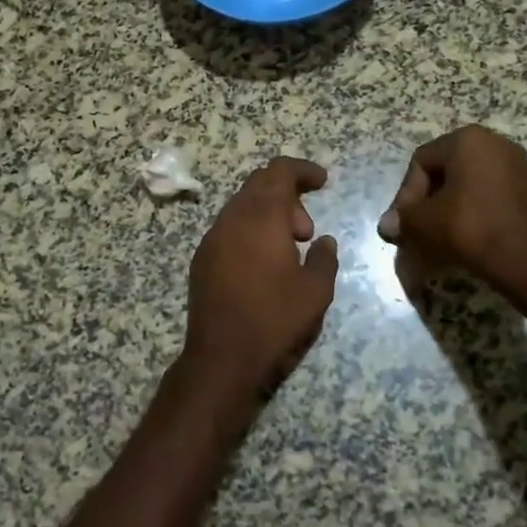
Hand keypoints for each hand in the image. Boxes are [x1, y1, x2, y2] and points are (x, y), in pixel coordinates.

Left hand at [179, 157, 339, 407]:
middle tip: (306, 230)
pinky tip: (263, 264)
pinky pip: (229, 227)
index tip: (322, 182)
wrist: (221, 356)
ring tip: (288, 250)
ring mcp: (212, 237)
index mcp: (262, 217)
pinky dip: (250, 230)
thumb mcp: (316, 291)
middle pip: (259, 184)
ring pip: (242, 205)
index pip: (280, 171)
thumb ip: (325, 258)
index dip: (303, 170)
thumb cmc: (274, 319)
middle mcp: (233, 218)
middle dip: (288, 194)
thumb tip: (324, 241)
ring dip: (268, 214)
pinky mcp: (202, 258)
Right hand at [377, 125, 526, 285]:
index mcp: (467, 139)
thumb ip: (402, 218)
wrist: (525, 258)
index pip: (422, 162)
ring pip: (468, 184)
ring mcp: (516, 165)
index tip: (405, 223)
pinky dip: (474, 211)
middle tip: (419, 228)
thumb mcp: (422, 222)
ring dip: (449, 207)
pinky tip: (466, 235)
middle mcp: (494, 142)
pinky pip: (489, 195)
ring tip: (440, 235)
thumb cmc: (467, 227)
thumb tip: (387, 226)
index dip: (406, 193)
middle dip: (428, 201)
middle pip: (446, 171)